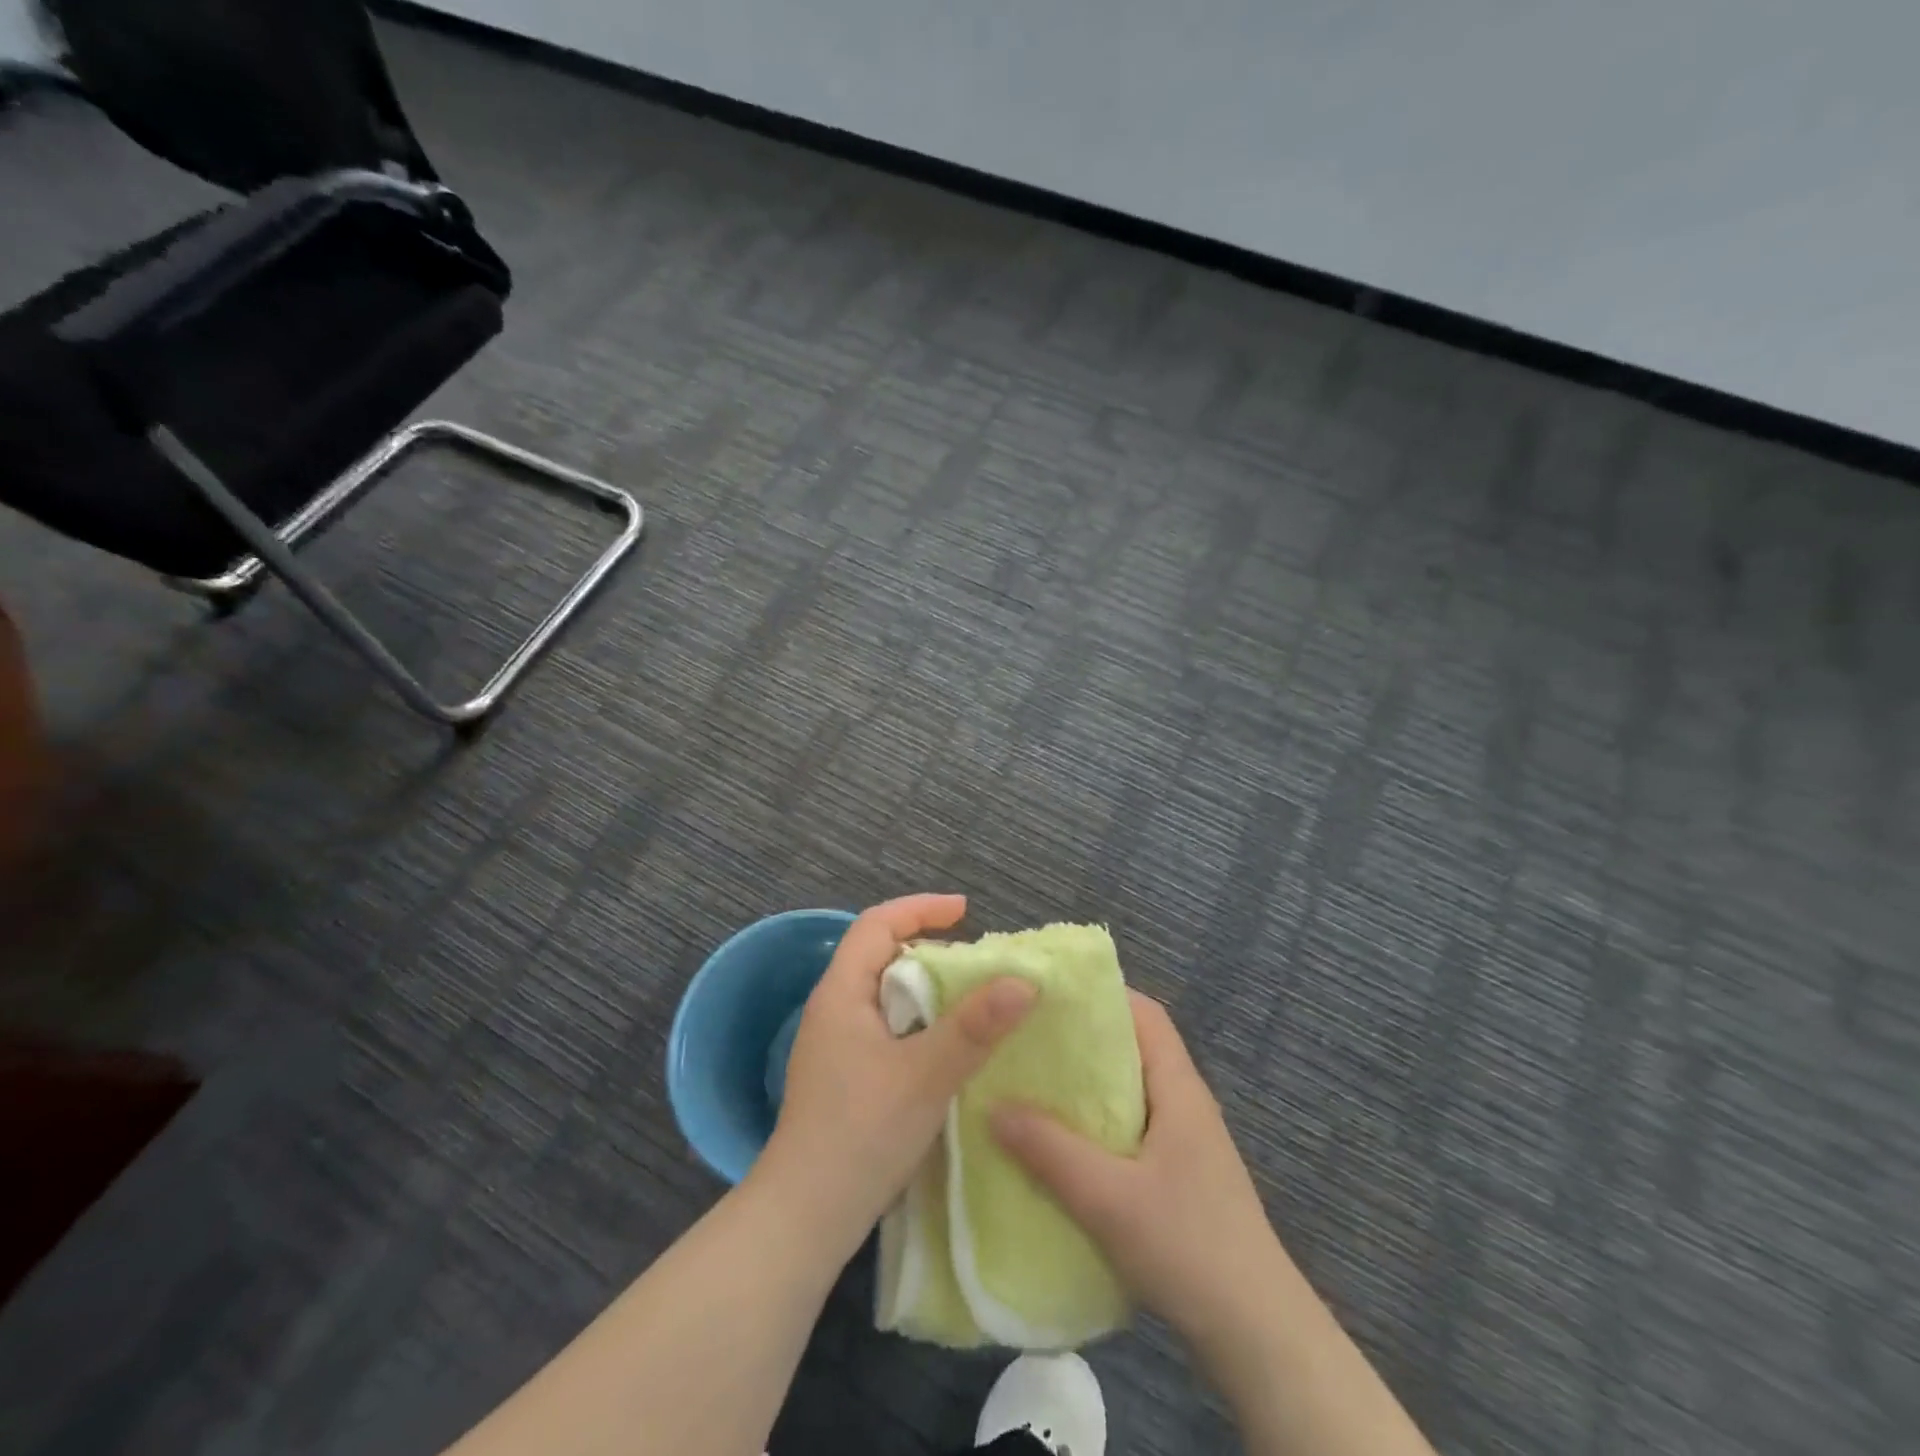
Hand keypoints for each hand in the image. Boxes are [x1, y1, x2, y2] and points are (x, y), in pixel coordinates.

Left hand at [758, 894, 1034, 1255]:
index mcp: (841, 993)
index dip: (920, 909)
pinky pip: (887, 1029)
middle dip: (929, 950)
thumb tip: (1024, 981)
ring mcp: (835, 1046)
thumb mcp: (925, 1075)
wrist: (805, 1218)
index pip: (877, 925)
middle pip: (880, 957)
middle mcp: (834, 1010)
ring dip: (927, 991)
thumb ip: (975, 1027)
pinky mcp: (845, 1077)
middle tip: (977, 965)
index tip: (965, 912)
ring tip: (971, 1003)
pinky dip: (920, 1024)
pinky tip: (947, 1050)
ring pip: (886, 996)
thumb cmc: (861, 1133)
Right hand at [991, 992, 1289, 1347]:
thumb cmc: (1189, 1246)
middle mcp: (1185, 1104)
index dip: (1103, 996)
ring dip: (1086, 1085)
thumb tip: (992, 1106)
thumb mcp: (1109, 1198)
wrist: (1258, 1336)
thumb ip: (1050, 1150)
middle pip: (1133, 1049)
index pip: (1146, 1015)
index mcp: (1180, 1089)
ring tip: (1032, 1083)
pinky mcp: (1178, 1177)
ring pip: (1129, 1092)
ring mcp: (1184, 1142)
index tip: (1051, 994)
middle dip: (1083, 1039)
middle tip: (1028, 1037)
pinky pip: (1130, 1128)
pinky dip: (1096, 1124)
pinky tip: (1060, 1143)